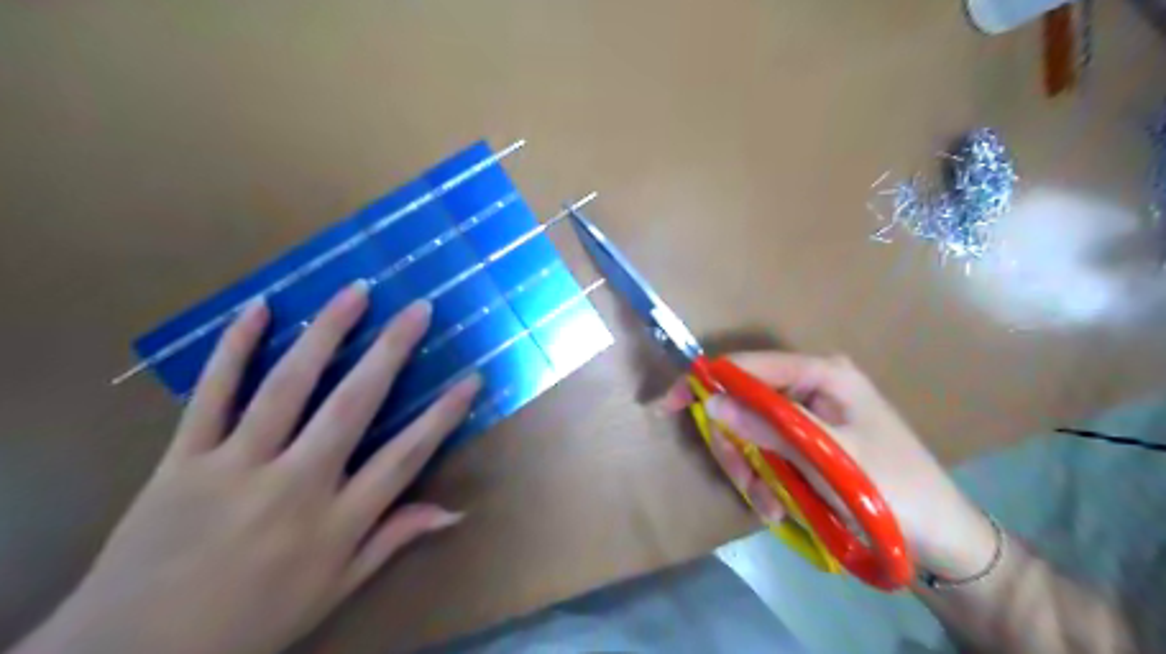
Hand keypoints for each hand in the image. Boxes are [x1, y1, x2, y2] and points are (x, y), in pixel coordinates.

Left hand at [13, 284, 477, 653]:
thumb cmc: (251, 622)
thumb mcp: (335, 590)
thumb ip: (393, 540)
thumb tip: (454, 512)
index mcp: (336, 522)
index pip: (405, 457)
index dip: (443, 415)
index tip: (471, 378)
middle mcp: (294, 485)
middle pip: (352, 405)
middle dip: (390, 352)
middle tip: (418, 309)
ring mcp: (236, 466)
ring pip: (287, 386)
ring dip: (325, 334)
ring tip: (355, 292)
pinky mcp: (182, 458)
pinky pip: (211, 394)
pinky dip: (234, 348)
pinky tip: (260, 309)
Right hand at [660, 353, 997, 576]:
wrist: (939, 539)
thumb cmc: (893, 489)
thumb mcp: (829, 457)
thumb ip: (769, 426)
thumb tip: (711, 402)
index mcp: (822, 373)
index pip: (748, 366)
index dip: (706, 382)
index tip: (668, 404)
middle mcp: (810, 386)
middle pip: (744, 402)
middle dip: (736, 444)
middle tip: (742, 482)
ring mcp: (808, 416)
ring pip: (751, 432)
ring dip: (751, 470)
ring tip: (768, 506)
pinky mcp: (807, 443)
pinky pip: (767, 452)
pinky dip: (765, 480)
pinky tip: (778, 508)